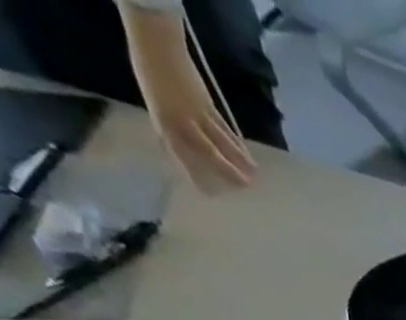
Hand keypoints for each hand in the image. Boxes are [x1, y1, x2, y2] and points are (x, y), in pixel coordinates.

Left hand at [123, 10, 256, 190]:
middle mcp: (182, 122)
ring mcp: (197, 113)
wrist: (155, 40)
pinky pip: (224, 127)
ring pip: (222, 141)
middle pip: (209, 152)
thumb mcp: (154, 104)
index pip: (183, 156)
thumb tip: (180, 151)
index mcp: (165, 124)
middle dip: (227, 171)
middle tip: (244, 188)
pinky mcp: (208, 103)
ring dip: (239, 159)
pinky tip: (246, 152)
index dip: (196, 175)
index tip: (208, 193)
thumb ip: (169, 128)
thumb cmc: (150, 71)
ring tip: (254, 175)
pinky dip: (237, 141)